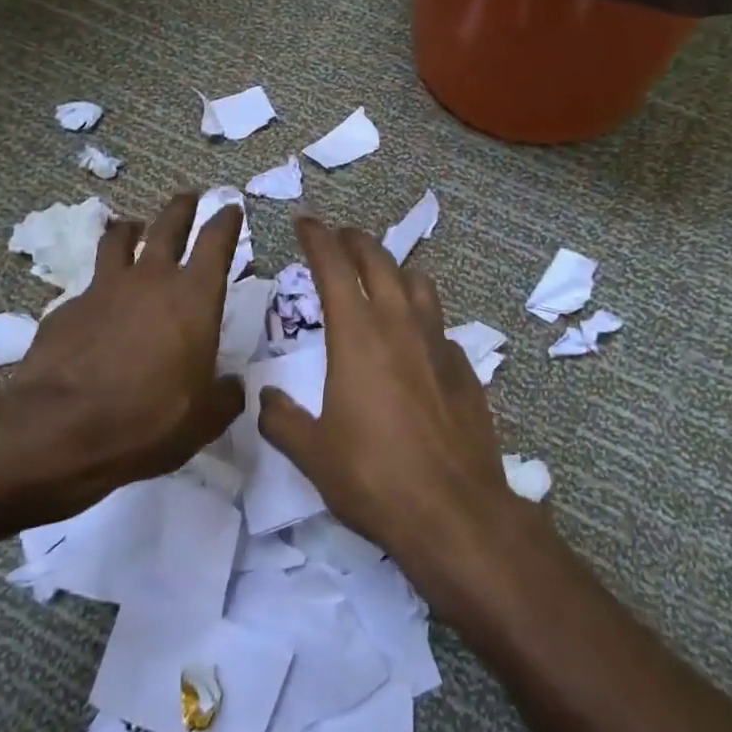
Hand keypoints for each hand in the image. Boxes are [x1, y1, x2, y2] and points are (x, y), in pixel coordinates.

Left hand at [0, 192, 245, 506]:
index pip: (216, 242)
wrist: (61, 428)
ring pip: (119, 239)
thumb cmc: (149, 419)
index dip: (226, 221)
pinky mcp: (66, 307)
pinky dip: (99, 286)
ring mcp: (104, 288)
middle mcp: (151, 279)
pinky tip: (97, 305)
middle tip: (189, 196)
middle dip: (182, 207)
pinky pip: (89, 285)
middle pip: (168, 225)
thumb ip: (225, 396)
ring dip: (131, 229)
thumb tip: (233, 386)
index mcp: (194, 297)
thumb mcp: (204, 419)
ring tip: (133, 227)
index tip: (231, 207)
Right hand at [257, 217, 532, 601]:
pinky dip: (422, 319)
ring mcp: (439, 344)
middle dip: (355, 240)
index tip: (304, 220)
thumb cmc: (374, 477)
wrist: (454, 511)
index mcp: (358, 335)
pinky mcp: (465, 369)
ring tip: (380, 277)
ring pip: (419, 284)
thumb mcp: (313, 453)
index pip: (333, 266)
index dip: (317, 237)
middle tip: (339, 236)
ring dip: (395, 270)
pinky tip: (415, 343)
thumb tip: (266, 400)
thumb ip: (282, 421)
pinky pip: (440, 327)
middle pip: (379, 261)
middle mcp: (400, 325)